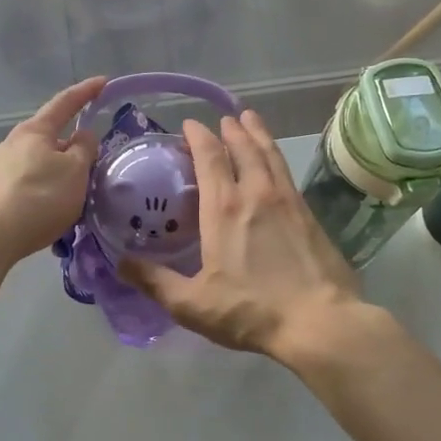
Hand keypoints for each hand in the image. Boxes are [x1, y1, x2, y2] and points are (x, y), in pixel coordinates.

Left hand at [0, 77, 104, 264]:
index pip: (65, 103)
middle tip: (93, 161)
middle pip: (50, 136)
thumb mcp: (75, 172)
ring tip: (75, 192)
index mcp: (34, 131)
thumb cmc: (39, 198)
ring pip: (39, 161)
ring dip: (59, 171)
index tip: (103, 82)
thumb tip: (83, 136)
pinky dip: (45, 188)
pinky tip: (52, 208)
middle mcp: (13, 143)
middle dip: (72, 145)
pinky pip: (29, 182)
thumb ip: (85, 149)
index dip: (86, 92)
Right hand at [122, 110, 361, 360]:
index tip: (189, 124)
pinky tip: (275, 162)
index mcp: (224, 208)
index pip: (210, 158)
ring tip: (249, 119)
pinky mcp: (309, 215)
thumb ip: (155, 282)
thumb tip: (120, 263)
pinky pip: (286, 172)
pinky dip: (275, 156)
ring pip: (270, 154)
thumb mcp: (192, 304)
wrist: (320, 321)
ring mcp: (287, 201)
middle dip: (230, 129)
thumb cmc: (251, 311)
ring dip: (257, 133)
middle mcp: (256, 194)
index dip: (198, 137)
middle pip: (243, 148)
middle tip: (222, 119)